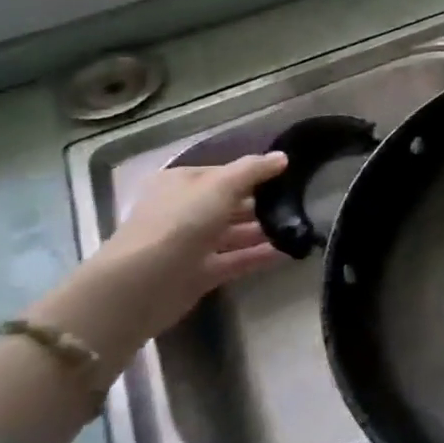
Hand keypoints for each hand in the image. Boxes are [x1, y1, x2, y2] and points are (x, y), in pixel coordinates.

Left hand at [52, 154, 289, 357]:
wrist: (141, 285)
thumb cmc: (179, 223)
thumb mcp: (220, 186)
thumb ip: (253, 170)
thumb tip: (283, 157)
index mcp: (181, 184)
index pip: (224, 173)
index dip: (255, 173)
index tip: (290, 176)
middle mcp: (185, 211)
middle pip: (231, 203)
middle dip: (263, 203)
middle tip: (303, 202)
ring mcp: (191, 243)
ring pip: (235, 232)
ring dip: (265, 230)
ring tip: (300, 227)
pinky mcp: (200, 273)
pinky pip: (237, 259)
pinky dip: (260, 255)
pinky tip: (289, 251)